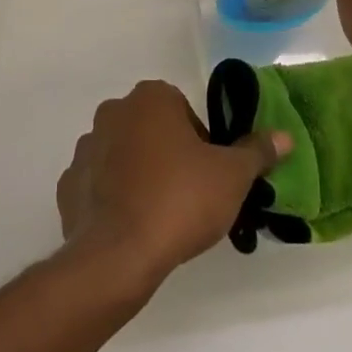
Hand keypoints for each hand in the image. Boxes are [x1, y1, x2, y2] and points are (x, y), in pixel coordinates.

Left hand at [56, 81, 289, 290]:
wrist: (119, 253)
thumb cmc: (180, 200)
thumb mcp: (232, 176)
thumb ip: (256, 152)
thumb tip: (283, 137)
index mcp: (151, 98)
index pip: (182, 111)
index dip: (201, 143)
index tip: (209, 175)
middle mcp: (113, 111)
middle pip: (151, 130)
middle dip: (168, 156)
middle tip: (188, 196)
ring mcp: (86, 147)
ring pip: (122, 155)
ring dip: (138, 175)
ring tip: (159, 216)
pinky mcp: (68, 184)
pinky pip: (98, 185)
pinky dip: (112, 200)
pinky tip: (130, 227)